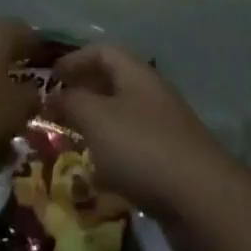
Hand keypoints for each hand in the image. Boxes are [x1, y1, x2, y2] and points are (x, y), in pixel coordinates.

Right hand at [48, 44, 237, 227]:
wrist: (201, 199)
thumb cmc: (142, 148)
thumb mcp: (97, 119)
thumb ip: (71, 102)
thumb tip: (54, 94)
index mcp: (136, 74)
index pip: (103, 51)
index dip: (75, 59)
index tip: (50, 78)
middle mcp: (152, 94)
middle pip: (113, 82)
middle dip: (83, 92)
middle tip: (55, 110)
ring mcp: (164, 128)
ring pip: (122, 117)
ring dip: (96, 126)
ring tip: (71, 142)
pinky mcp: (170, 162)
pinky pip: (133, 149)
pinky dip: (113, 155)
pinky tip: (100, 176)